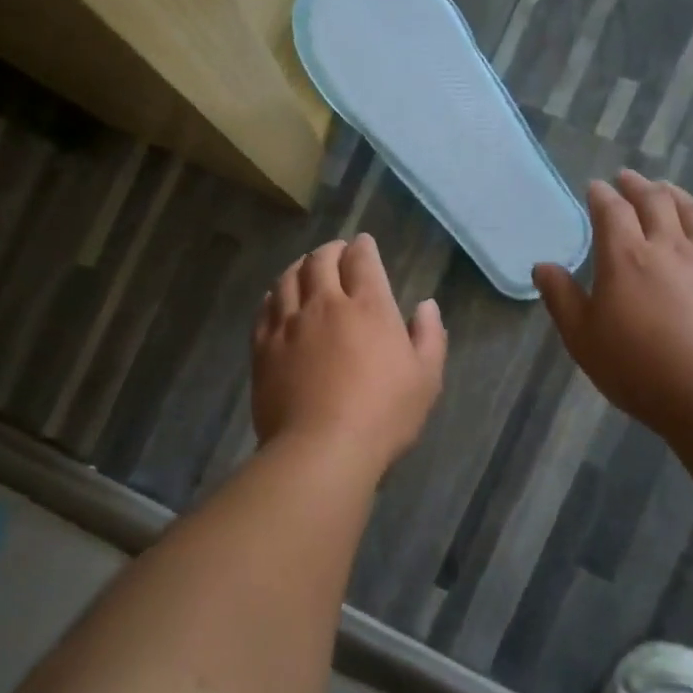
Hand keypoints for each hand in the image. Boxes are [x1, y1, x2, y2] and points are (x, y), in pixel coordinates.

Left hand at [252, 234, 447, 473]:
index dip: (363, 247)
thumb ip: (429, 336)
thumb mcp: (426, 378)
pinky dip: (273, 295)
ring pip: (288, 279)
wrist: (321, 448)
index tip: (363, 243)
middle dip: (330, 250)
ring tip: (305, 267)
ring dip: (299, 266)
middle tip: (335, 251)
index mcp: (368, 307)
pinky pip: (265, 309)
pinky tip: (276, 298)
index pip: (362, 261)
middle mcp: (325, 305)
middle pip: (321, 262)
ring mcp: (289, 325)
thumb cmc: (383, 415)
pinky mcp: (263, 347)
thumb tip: (426, 305)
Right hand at [533, 171, 692, 431]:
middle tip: (627, 178)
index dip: (601, 195)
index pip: (612, 210)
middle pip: (654, 200)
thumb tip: (543, 266)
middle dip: (637, 185)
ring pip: (692, 211)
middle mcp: (668, 245)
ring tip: (665, 189)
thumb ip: (561, 297)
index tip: (594, 187)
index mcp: (626, 256)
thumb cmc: (636, 367)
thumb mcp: (582, 337)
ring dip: (674, 194)